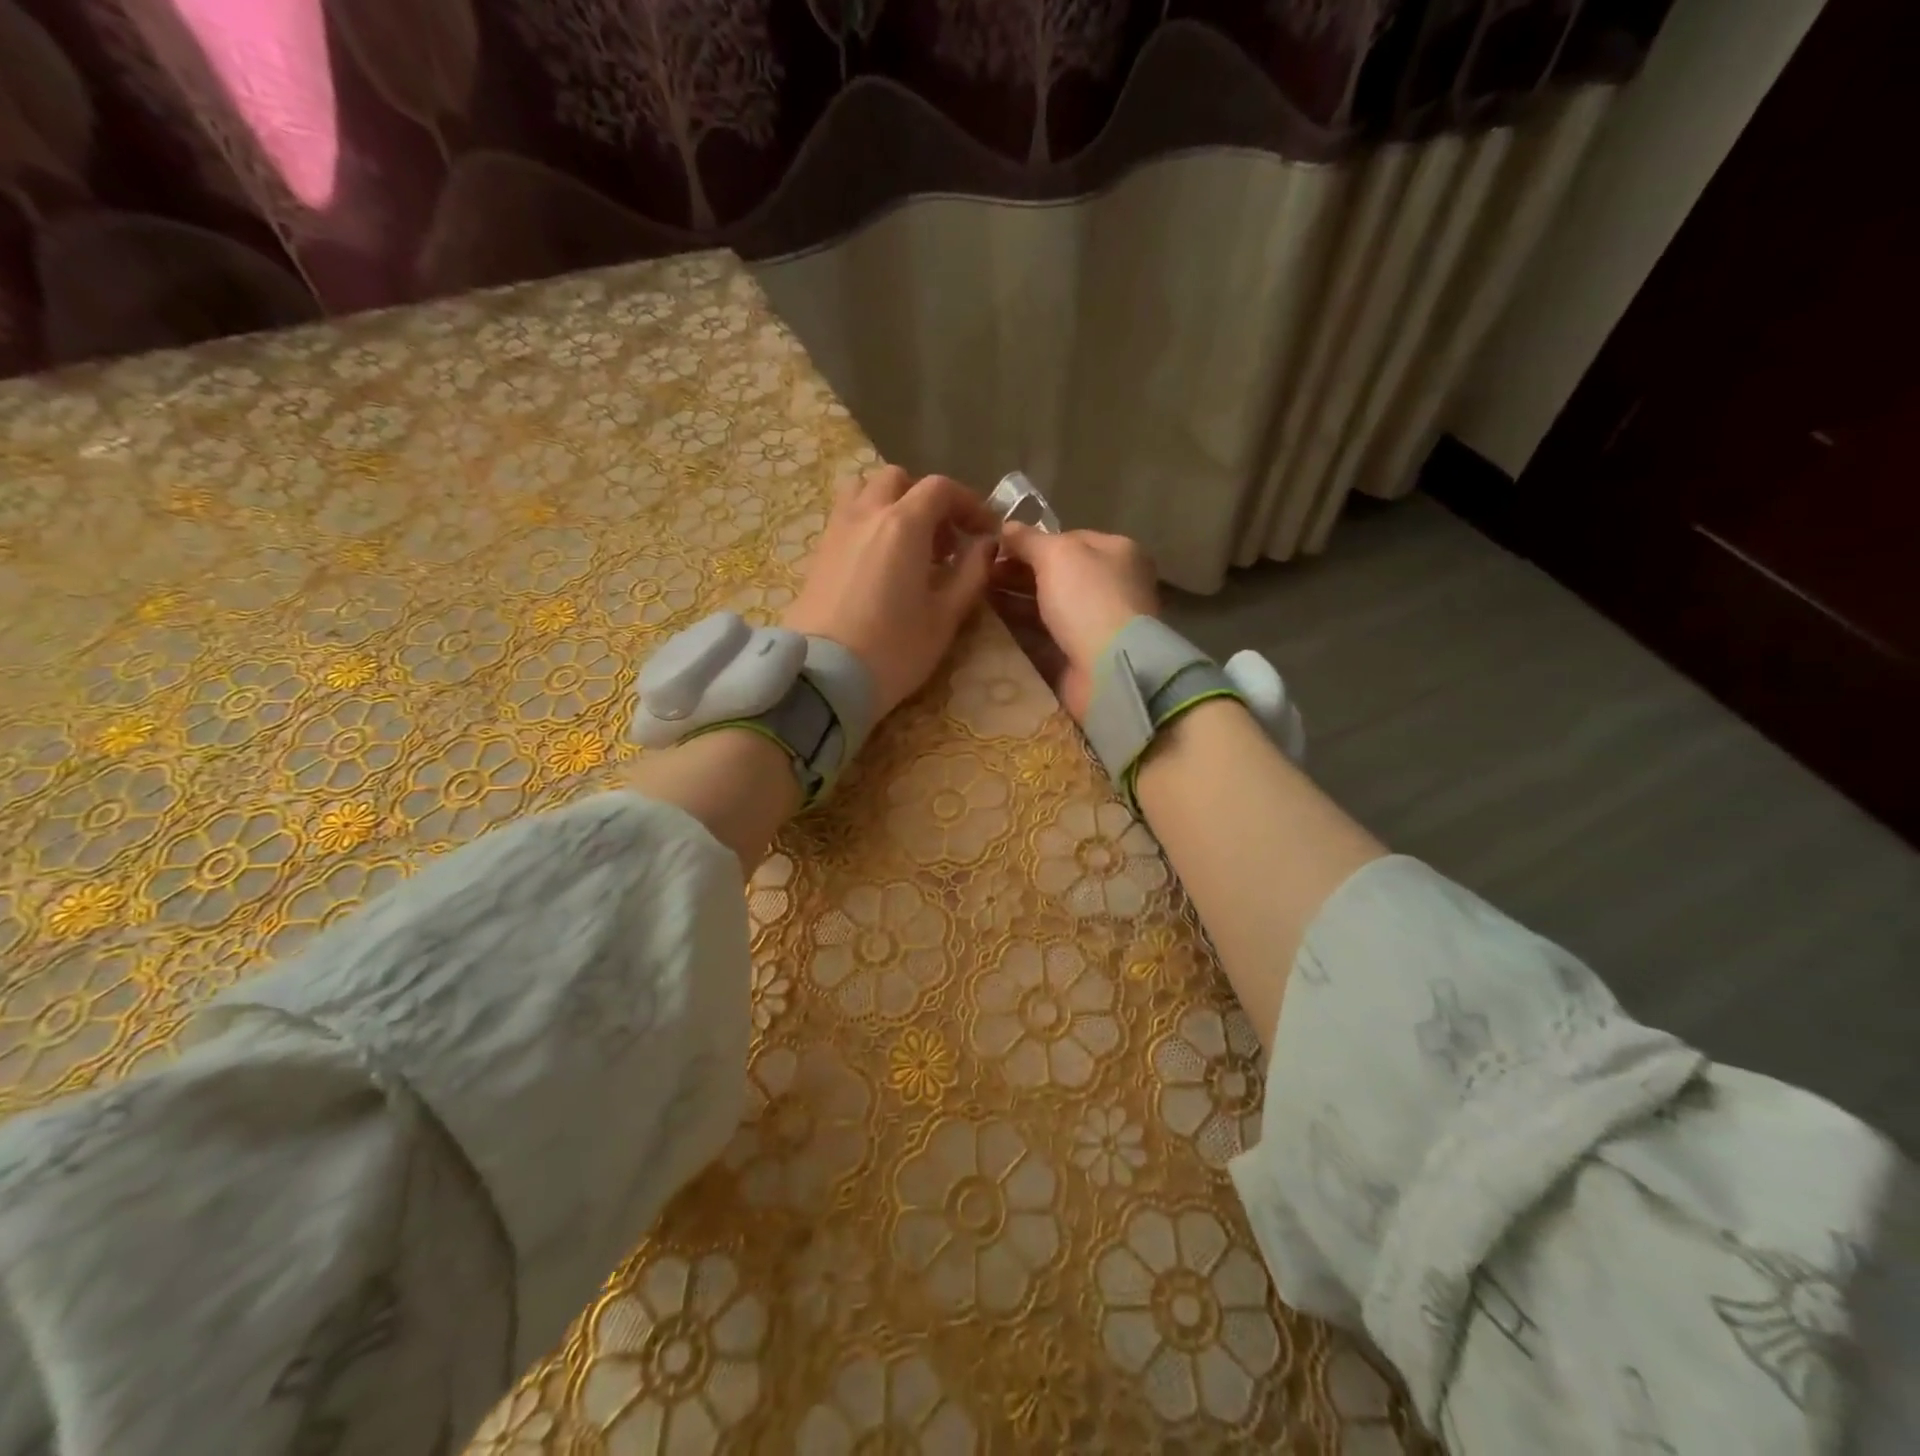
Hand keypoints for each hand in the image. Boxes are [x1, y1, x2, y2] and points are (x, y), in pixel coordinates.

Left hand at [783, 466, 997, 719]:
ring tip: (908, 544)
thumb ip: (971, 574)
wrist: (825, 676)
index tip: (984, 531)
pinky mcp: (818, 551)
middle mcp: (867, 513)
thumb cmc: (894, 649)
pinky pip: (846, 515)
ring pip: (865, 490)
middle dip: (927, 500)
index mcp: (903, 524)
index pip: (940, 489)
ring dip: (892, 503)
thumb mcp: (945, 617)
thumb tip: (986, 546)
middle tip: (944, 540)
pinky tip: (880, 562)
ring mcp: (836, 529)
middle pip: (899, 480)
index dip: (969, 503)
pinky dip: (868, 521)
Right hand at [995, 523, 1159, 719]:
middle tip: (980, 577)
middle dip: (1018, 574)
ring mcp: (1098, 623)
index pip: (1069, 539)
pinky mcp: (1082, 655)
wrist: (1109, 668)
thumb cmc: (1088, 600)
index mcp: (1117, 552)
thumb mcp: (1057, 555)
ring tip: (977, 600)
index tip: (995, 550)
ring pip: (1049, 607)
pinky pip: (1046, 637)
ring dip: (1016, 603)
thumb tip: (1006, 526)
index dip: (1032, 543)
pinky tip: (992, 628)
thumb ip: (1029, 540)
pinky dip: (1022, 632)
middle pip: (1057, 574)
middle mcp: (1112, 585)